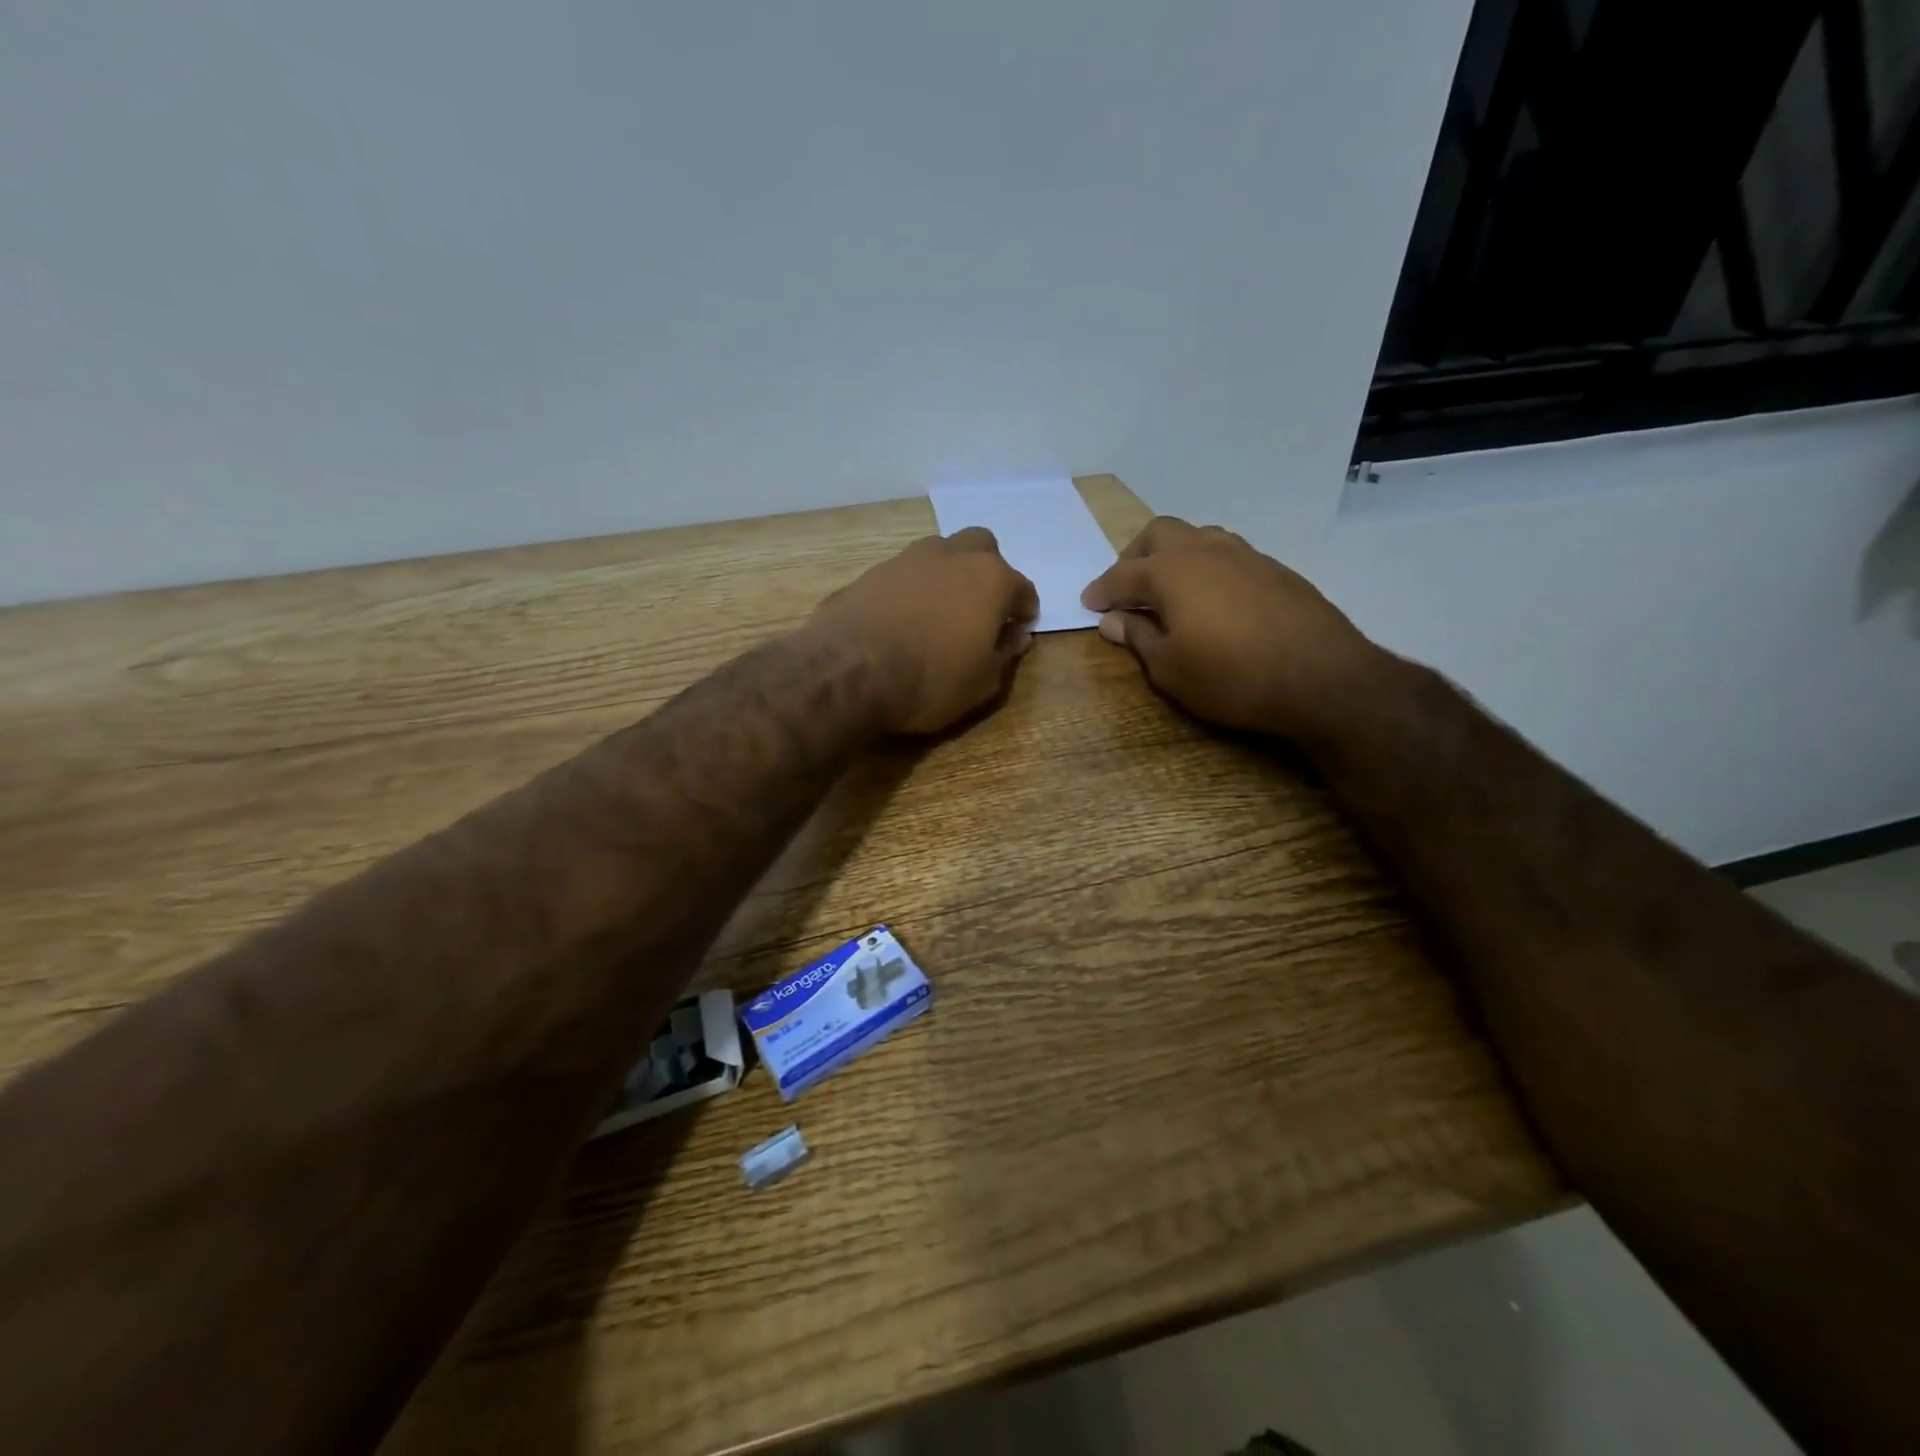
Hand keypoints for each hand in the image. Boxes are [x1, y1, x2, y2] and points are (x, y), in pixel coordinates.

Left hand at [814, 528, 1039, 734]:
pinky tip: (904, 618)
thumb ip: (1004, 655)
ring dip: (948, 574)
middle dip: (988, 571)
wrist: (849, 670)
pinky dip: (912, 589)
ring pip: (940, 552)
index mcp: (990, 579)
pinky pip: (903, 574)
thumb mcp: (982, 683)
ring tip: (941, 611)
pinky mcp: (870, 572)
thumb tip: (1016, 636)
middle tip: (982, 607)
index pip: (1022, 588)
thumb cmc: (931, 680)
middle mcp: (952, 556)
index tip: (1020, 628)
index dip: (1024, 609)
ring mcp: (907, 559)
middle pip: (981, 547)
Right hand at [1081, 516, 1385, 739]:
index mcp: (1171, 571)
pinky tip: (1213, 599)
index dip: (1101, 590)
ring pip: (1199, 537)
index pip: (1122, 574)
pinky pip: (1229, 555)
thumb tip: (1113, 619)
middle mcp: (1205, 551)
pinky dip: (1208, 568)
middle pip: (1160, 533)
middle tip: (1127, 588)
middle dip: (1135, 556)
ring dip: (1175, 556)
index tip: (1088, 603)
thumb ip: (1137, 637)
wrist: (1322, 677)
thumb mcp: (1169, 669)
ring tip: (1170, 589)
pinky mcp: (1276, 570)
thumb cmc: (1231, 677)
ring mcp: (1245, 555)